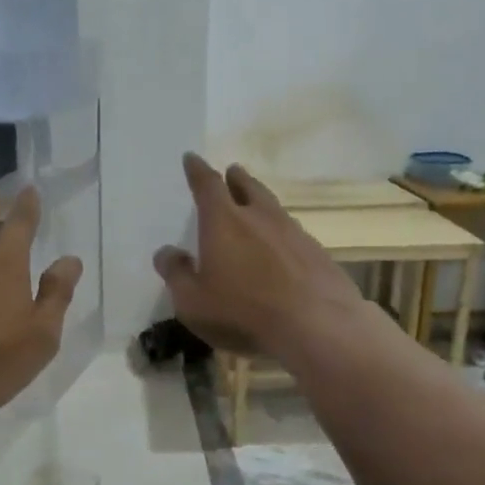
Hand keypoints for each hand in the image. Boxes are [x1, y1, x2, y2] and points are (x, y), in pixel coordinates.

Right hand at [153, 154, 373, 360]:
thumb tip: (166, 252)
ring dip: (261, 201)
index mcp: (224, 221)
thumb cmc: (243, 312)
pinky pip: (293, 234)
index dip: (197, 170)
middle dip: (236, 178)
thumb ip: (176, 274)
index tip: (192, 158)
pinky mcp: (317, 253)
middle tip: (232, 171)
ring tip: (255, 205)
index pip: (207, 185)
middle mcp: (260, 217)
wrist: (316, 325)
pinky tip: (281, 248)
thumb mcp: (193, 302)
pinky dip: (281, 233)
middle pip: (247, 187)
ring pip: (273, 207)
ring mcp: (294, 232)